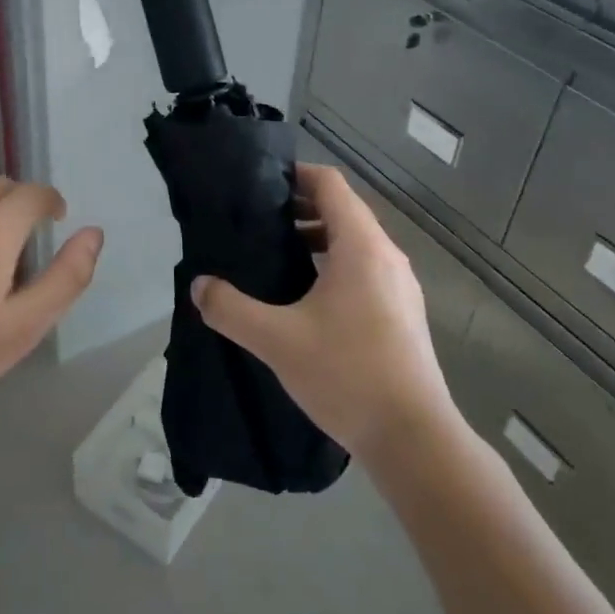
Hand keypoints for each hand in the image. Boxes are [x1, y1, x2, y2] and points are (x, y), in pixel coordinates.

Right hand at [192, 163, 456, 464]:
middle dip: (301, 208)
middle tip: (258, 222)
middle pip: (344, 210)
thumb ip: (231, 309)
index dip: (296, 175)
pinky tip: (308, 300)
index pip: (330, 184)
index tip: (261, 185)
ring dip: (318, 239)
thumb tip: (199, 286)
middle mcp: (387, 256)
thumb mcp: (277, 341)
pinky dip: (336, 266)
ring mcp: (400, 285)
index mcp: (361, 246)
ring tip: (278, 257)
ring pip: (356, 243)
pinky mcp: (403, 313)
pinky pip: (366, 269)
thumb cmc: (347, 375)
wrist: (414, 438)